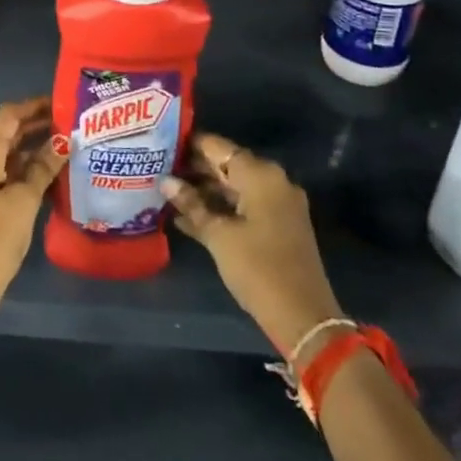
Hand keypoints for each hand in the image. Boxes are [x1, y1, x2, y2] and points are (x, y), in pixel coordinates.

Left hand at [0, 98, 62, 319]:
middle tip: (73, 121)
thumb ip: (43, 167)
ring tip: (70, 143)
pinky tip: (53, 170)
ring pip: (8, 151)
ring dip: (34, 145)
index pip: (10, 115)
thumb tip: (64, 141)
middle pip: (8, 130)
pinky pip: (5, 169)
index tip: (64, 101)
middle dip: (38, 124)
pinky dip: (26, 166)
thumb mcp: (24, 200)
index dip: (35, 106)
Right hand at [161, 133, 343, 354]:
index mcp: (260, 175)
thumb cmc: (257, 268)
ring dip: (203, 191)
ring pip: (233, 187)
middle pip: (226, 165)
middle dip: (193, 169)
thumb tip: (166, 181)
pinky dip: (219, 209)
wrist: (303, 317)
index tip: (159, 144)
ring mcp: (277, 204)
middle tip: (157, 170)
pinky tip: (186, 217)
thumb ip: (191, 204)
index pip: (217, 147)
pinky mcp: (277, 225)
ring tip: (166, 193)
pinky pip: (243, 205)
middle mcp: (272, 181)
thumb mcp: (218, 235)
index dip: (188, 144)